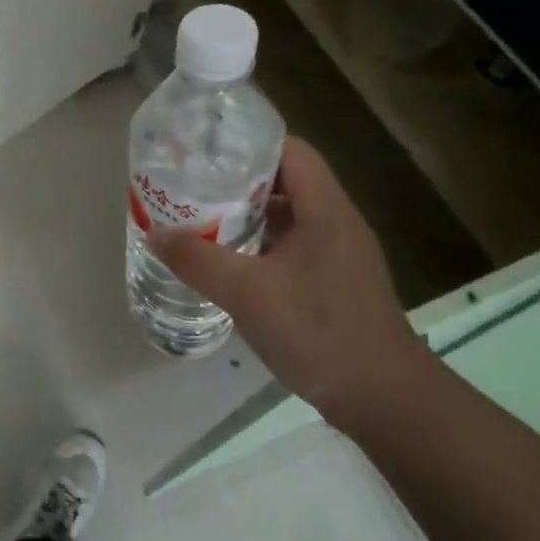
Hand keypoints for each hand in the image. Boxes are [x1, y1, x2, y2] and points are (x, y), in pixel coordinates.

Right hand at [149, 137, 436, 427]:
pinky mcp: (337, 283)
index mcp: (326, 210)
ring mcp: (340, 255)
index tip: (207, 150)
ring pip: (290, 217)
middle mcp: (337, 223)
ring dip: (249, 215)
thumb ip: (198, 260)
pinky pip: (294, 247)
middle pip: (288, 181)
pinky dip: (262, 245)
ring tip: (203, 219)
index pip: (291, 151)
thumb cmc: (318, 331)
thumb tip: (155, 232)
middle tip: (194, 185)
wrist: (383, 397)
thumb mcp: (247, 293)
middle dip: (239, 180)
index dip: (249, 143)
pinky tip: (232, 263)